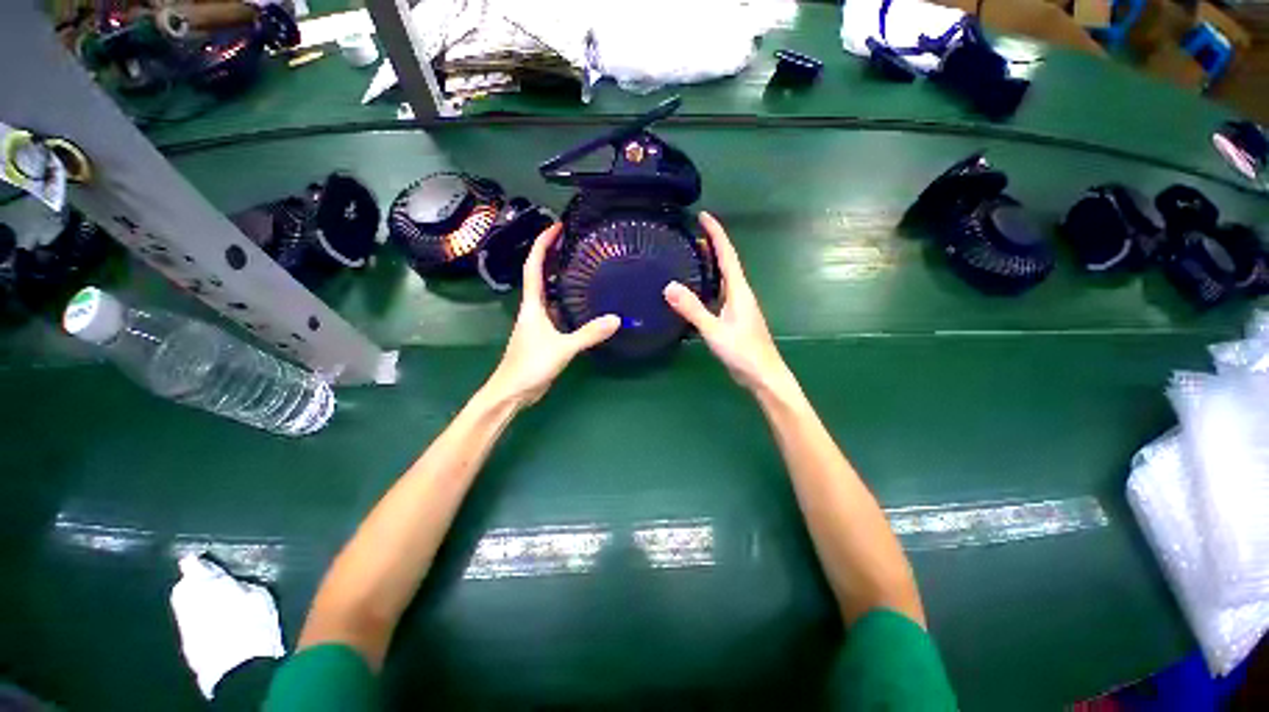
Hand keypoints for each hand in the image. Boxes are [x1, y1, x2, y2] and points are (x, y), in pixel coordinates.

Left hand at [486, 224, 619, 406]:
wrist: (513, 391)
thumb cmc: (530, 365)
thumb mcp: (562, 348)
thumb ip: (588, 334)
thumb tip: (616, 319)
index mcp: (532, 305)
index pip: (534, 266)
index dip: (542, 244)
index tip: (556, 227)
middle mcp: (534, 309)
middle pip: (541, 275)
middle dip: (553, 256)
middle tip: (575, 242)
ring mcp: (539, 322)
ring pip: (550, 293)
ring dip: (561, 278)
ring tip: (582, 267)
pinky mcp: (546, 335)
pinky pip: (558, 311)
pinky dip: (568, 302)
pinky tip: (584, 303)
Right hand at [664, 212, 795, 395]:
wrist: (763, 375)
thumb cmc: (743, 352)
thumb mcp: (714, 330)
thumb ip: (692, 309)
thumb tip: (669, 286)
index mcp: (739, 291)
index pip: (728, 255)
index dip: (716, 234)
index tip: (704, 216)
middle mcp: (740, 294)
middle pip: (726, 263)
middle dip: (712, 245)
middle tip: (691, 234)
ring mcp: (738, 307)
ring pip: (723, 279)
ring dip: (710, 265)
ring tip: (691, 256)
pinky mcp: (734, 318)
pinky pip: (719, 293)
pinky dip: (708, 285)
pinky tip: (696, 291)